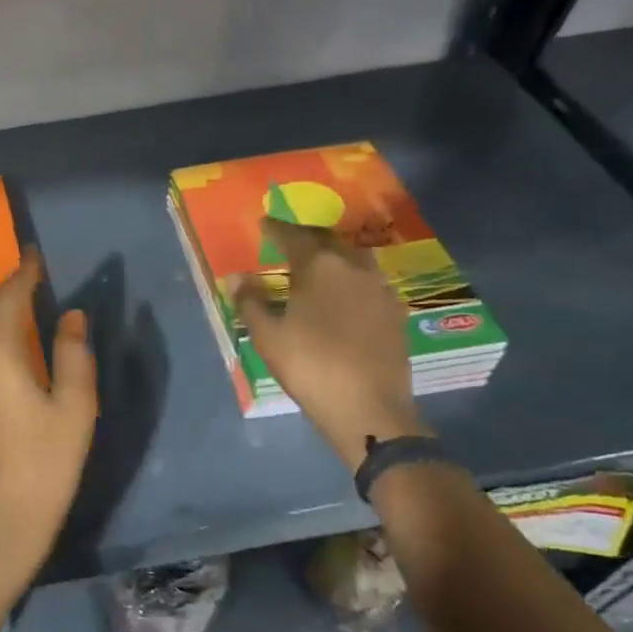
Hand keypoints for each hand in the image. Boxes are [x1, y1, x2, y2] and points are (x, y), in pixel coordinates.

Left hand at [0, 250, 97, 584]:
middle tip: (31, 276)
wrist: (2, 519)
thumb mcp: (75, 407)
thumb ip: (72, 354)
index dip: (23, 274)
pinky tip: (2, 340)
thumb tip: (71, 314)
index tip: (35, 254)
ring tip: (18, 301)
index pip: (9, 298)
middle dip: (6, 287)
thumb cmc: (47, 462)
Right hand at [235, 218, 428, 461]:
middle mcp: (353, 267)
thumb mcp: (268, 336)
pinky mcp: (395, 311)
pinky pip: (369, 280)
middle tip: (289, 239)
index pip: (293, 236)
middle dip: (306, 237)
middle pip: (327, 240)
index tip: (263, 223)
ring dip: (333, 254)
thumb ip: (251, 302)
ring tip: (317, 261)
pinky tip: (344, 291)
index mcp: (319, 267)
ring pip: (353, 258)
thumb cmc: (310, 367)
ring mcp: (379, 288)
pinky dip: (352, 277)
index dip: (276, 229)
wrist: (369, 408)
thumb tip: (238, 276)